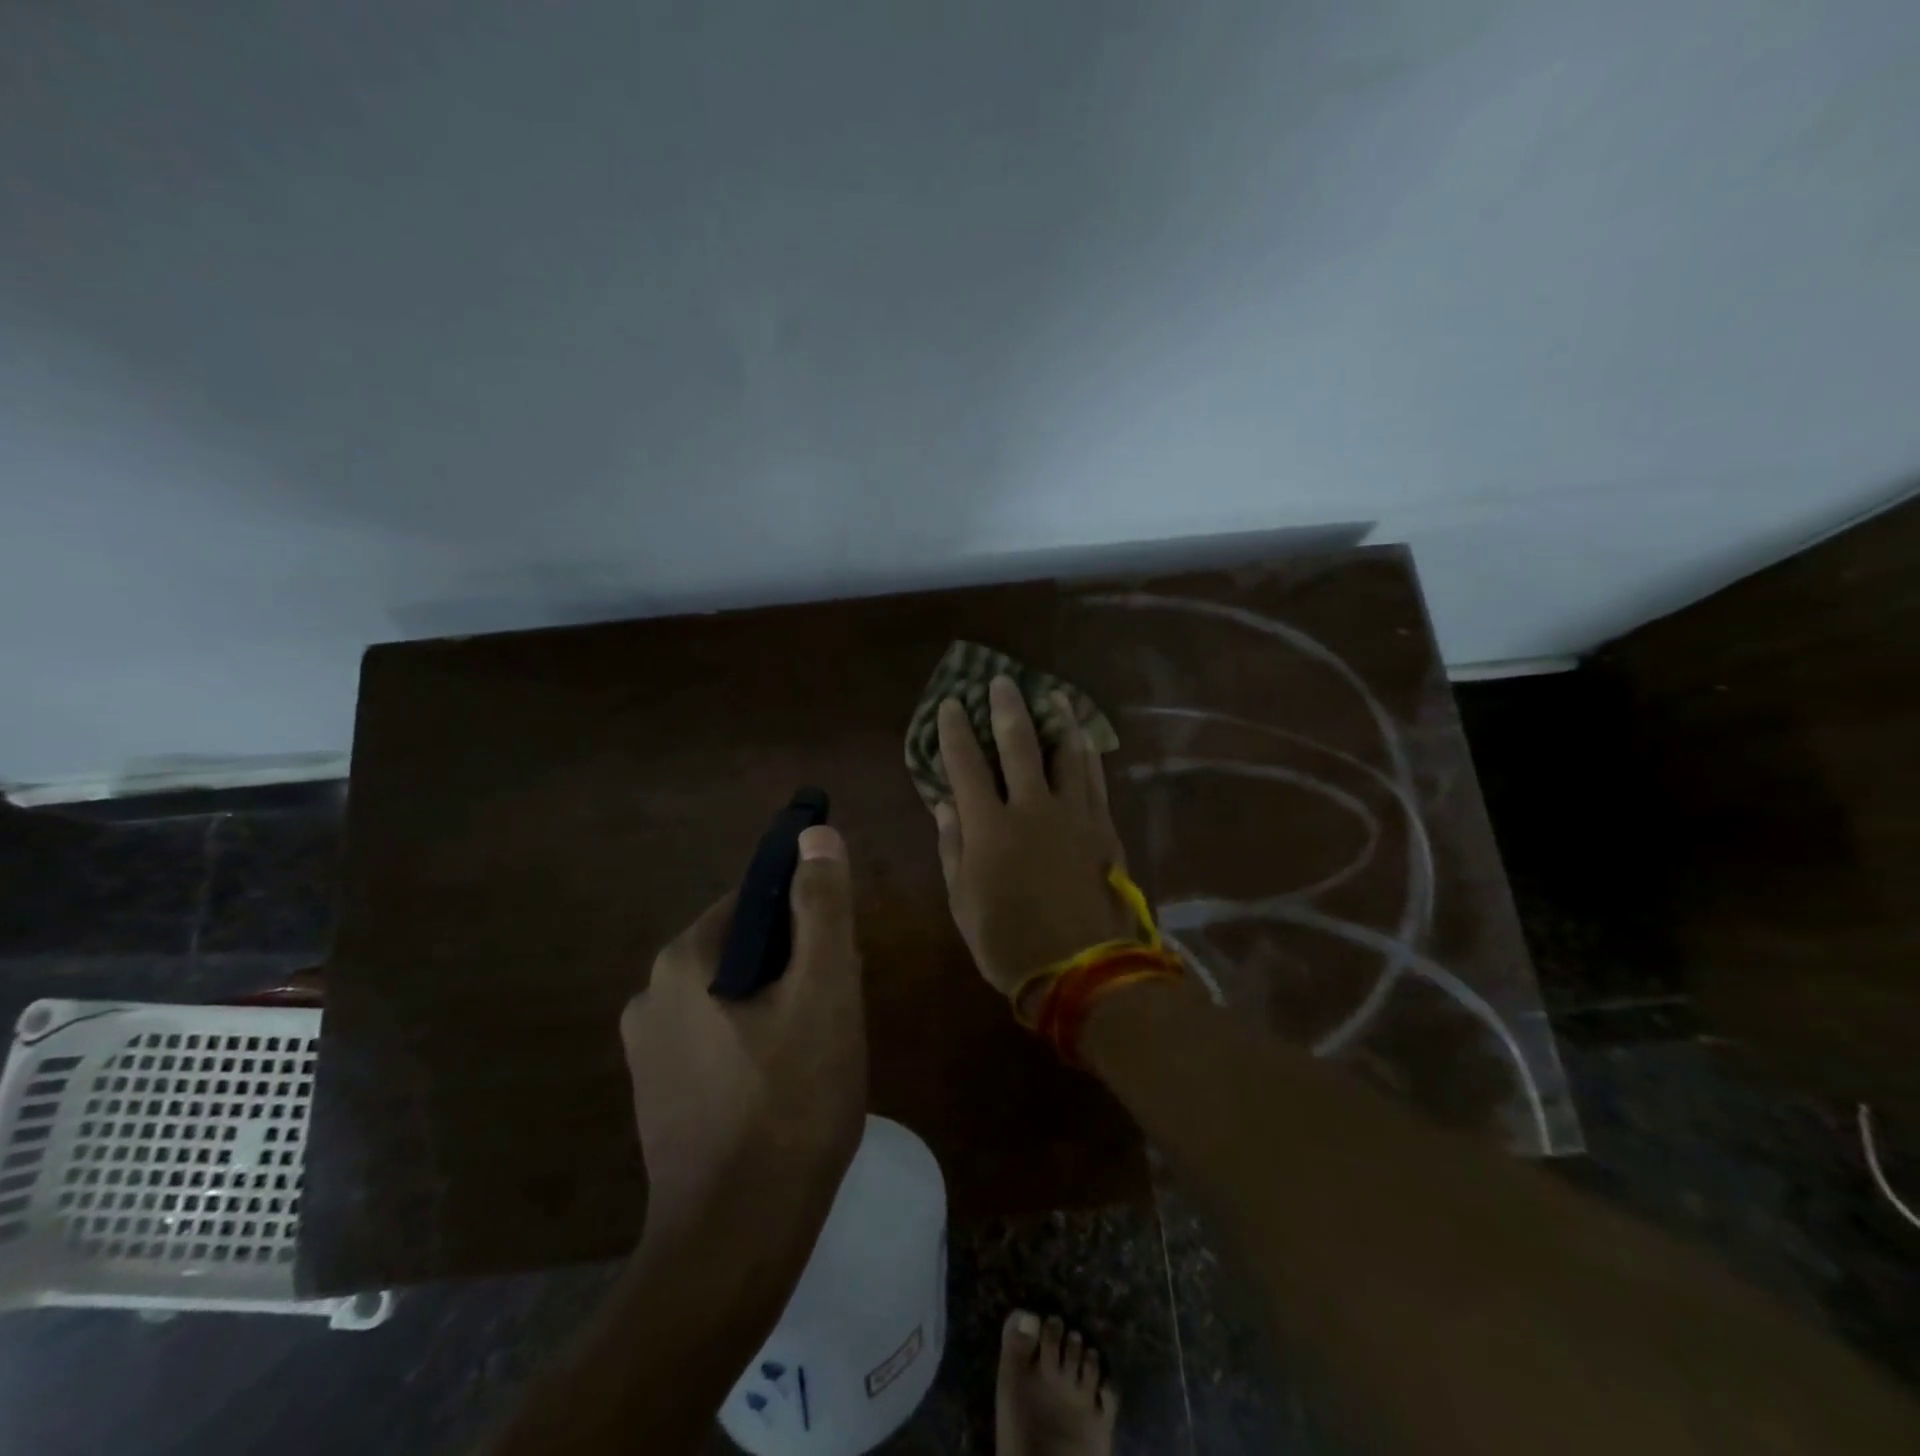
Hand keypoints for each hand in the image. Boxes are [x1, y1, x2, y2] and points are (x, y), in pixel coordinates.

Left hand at [619, 825, 865, 1245]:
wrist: (735, 1244)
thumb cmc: (790, 1104)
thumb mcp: (824, 992)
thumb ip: (820, 908)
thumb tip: (814, 835)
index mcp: (682, 960)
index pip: (754, 901)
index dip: (807, 920)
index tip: (839, 960)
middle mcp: (650, 995)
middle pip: (745, 948)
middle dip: (796, 968)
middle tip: (836, 1013)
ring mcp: (648, 1050)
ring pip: (735, 996)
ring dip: (780, 1006)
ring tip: (818, 1054)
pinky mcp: (658, 1094)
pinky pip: (719, 1039)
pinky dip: (756, 1044)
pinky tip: (785, 1087)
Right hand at [933, 677, 1136, 1011]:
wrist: (1084, 971)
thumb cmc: (1010, 943)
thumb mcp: (963, 903)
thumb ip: (953, 848)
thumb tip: (944, 804)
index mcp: (989, 828)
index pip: (965, 765)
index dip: (955, 731)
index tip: (950, 704)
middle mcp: (1031, 808)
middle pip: (1019, 744)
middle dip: (1006, 708)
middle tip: (1000, 681)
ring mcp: (1073, 815)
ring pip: (1066, 753)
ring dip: (1057, 720)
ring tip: (1052, 697)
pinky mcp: (1103, 827)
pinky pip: (1094, 779)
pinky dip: (1087, 754)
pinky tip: (1084, 740)